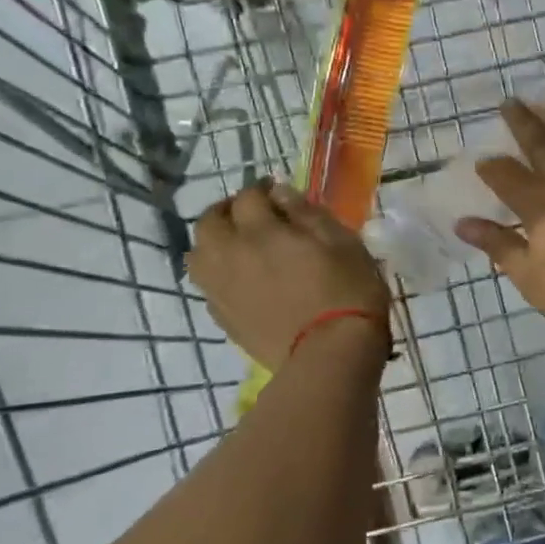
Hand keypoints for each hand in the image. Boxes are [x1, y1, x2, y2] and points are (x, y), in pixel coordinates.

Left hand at [188, 179, 390, 367]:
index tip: (277, 192)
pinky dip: (218, 271)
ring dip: (214, 241)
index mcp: (261, 232)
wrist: (330, 354)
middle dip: (227, 210)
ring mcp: (222, 289)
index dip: (262, 189)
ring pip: (198, 253)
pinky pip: (207, 284)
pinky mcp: (223, 317)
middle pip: (209, 221)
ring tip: (237, 245)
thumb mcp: (342, 242)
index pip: (249, 196)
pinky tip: (240, 277)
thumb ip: (307, 213)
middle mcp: (230, 255)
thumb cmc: (347, 291)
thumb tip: (279, 193)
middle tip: (251, 213)